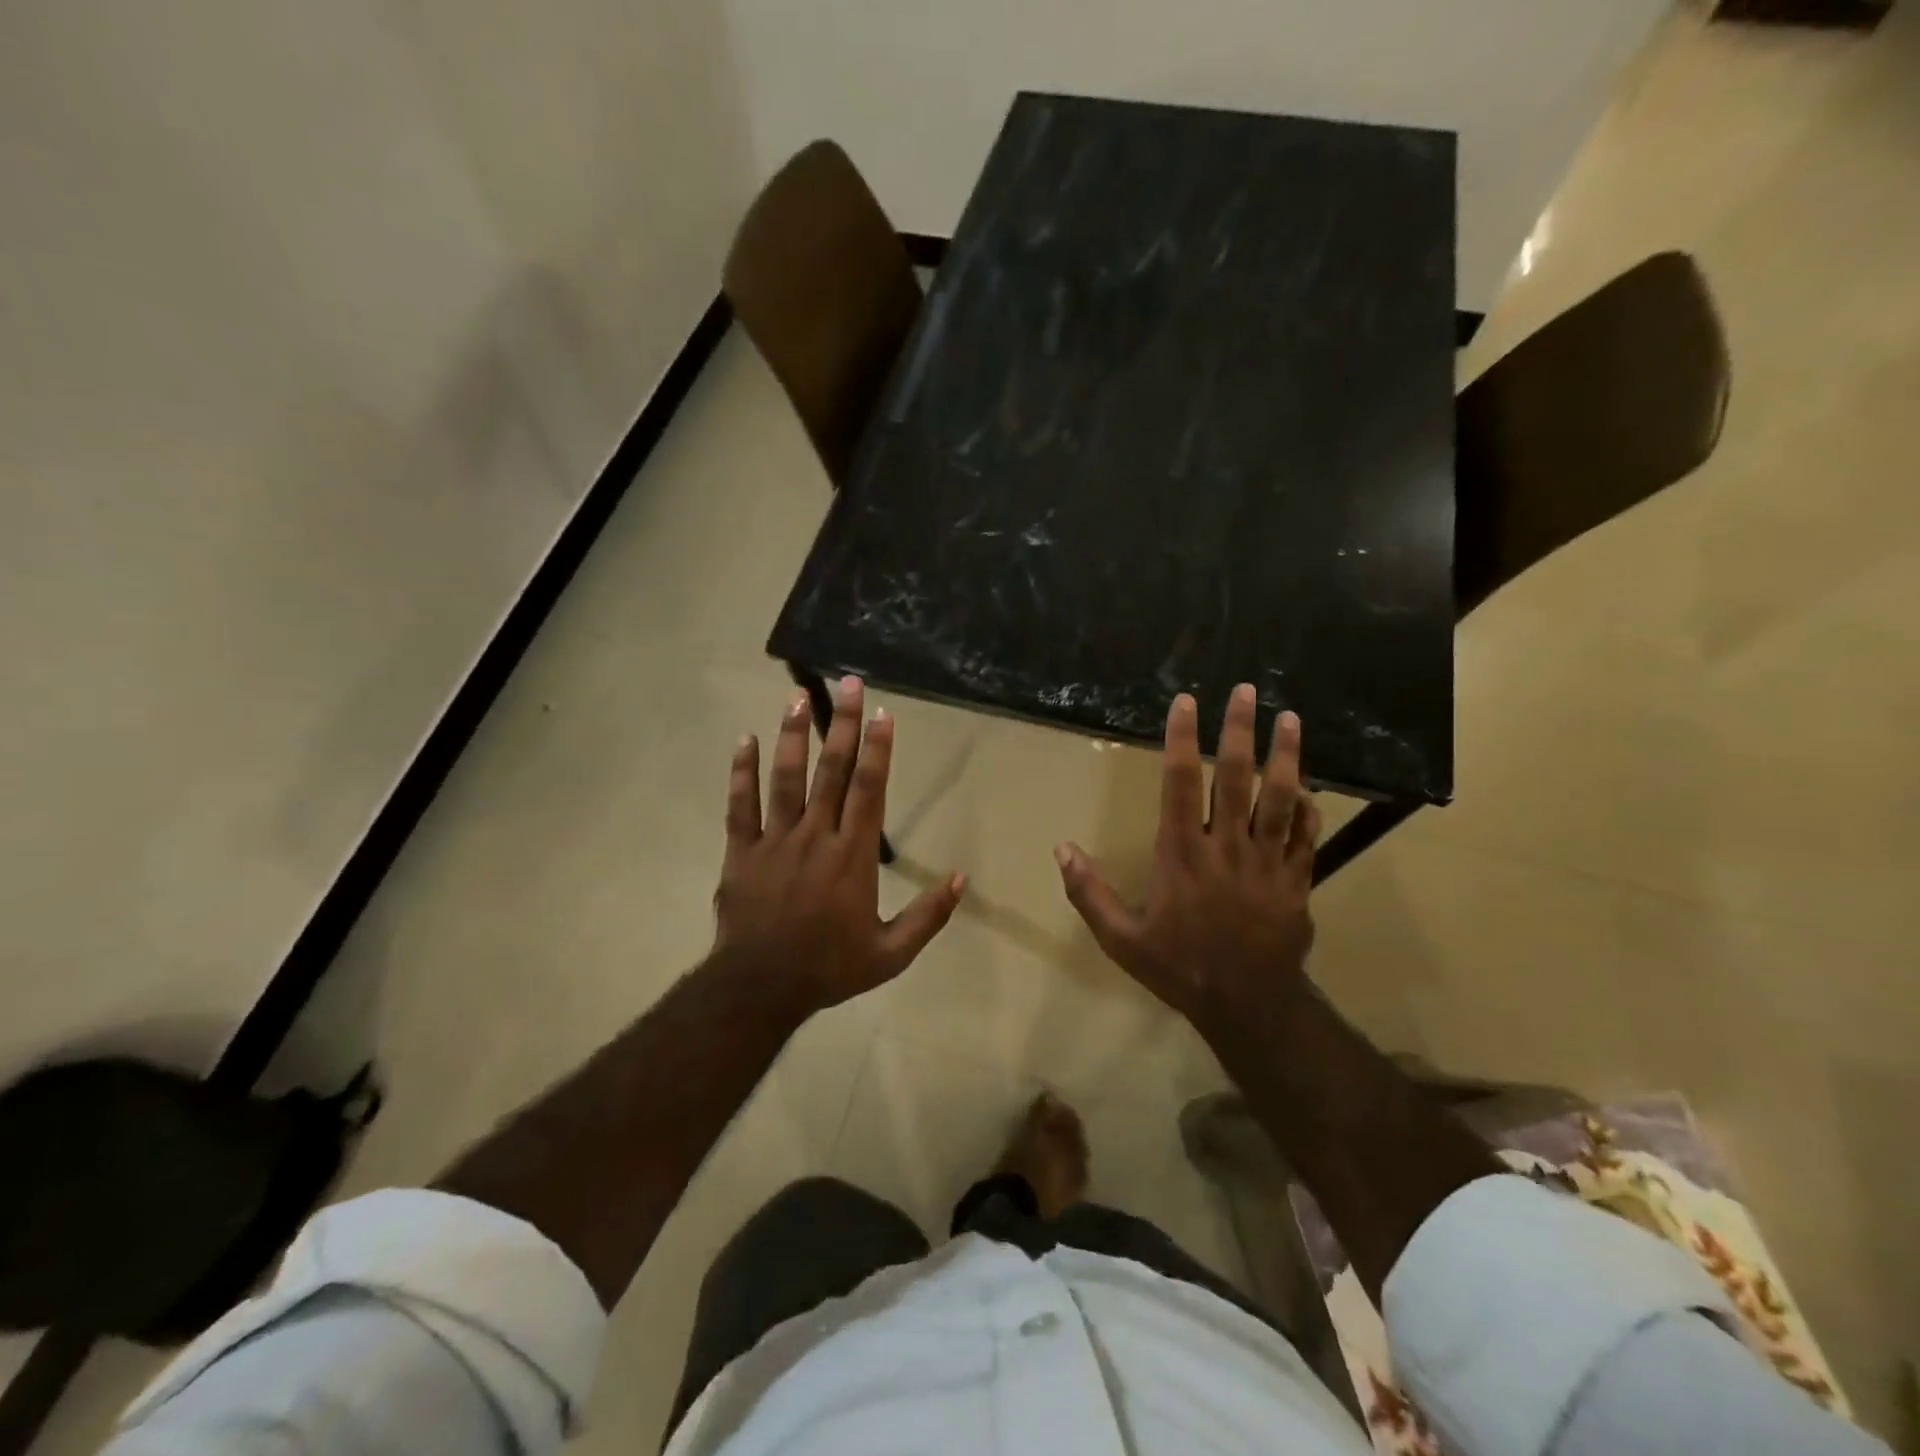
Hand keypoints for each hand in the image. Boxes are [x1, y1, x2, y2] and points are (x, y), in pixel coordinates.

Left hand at [713, 677, 964, 1013]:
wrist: (759, 989)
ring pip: (785, 778)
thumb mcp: (891, 954)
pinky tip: (743, 739)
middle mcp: (815, 837)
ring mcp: (774, 841)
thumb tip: (962, 879)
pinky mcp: (741, 851)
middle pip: (831, 771)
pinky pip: (740, 805)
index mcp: (852, 856)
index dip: (877, 749)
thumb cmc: (829, 968)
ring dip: (792, 735)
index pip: (869, 790)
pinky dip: (741, 772)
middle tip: (848, 684)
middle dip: (841, 724)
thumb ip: (928, 916)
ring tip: (797, 696)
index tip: (882, 713)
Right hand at [1054, 685, 1319, 1038]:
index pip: (1180, 782)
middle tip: (1246, 690)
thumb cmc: (1179, 967)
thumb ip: (1090, 892)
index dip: (1182, 738)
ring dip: (1285, 755)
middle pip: (1235, 776)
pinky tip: (1308, 789)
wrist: (1247, 1005)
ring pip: (1280, 798)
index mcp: (1182, 853)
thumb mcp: (1121, 939)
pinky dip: (1308, 810)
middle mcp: (1226, 846)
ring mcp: (1267, 861)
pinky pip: (1306, 836)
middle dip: (1238, 730)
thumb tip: (1062, 848)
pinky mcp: (1296, 880)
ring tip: (1289, 719)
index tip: (1187, 702)